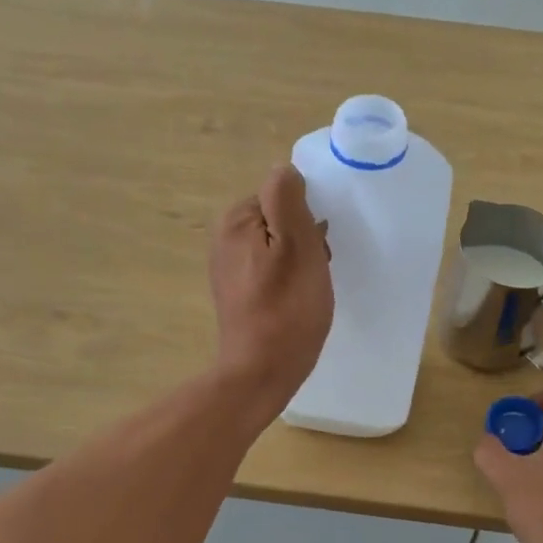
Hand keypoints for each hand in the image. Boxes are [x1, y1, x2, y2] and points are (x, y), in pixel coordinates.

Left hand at [209, 164, 332, 423]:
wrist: (261, 372)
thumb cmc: (287, 309)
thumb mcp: (297, 245)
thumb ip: (288, 199)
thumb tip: (284, 170)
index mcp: (236, 220)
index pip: (282, 195)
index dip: (307, 218)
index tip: (317, 248)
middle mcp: (224, 238)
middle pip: (280, 221)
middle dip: (305, 240)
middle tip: (315, 271)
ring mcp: (229, 268)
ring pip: (279, 247)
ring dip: (300, 262)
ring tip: (309, 290)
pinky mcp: (238, 294)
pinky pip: (271, 271)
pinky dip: (288, 281)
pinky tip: (297, 303)